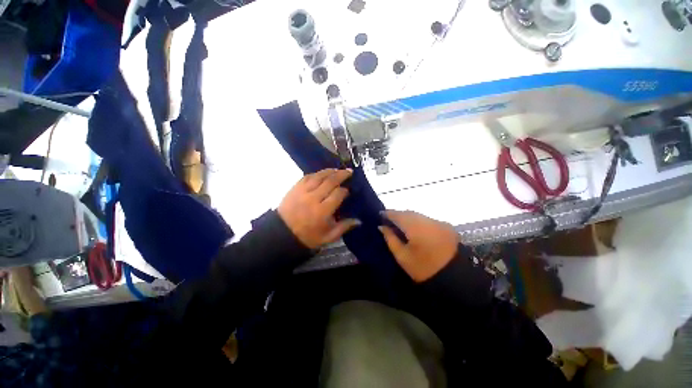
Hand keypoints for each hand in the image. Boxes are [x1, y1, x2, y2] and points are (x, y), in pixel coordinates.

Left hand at [278, 168, 360, 248]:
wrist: (282, 234)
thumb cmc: (308, 236)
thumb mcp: (328, 237)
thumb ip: (344, 227)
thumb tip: (359, 221)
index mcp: (322, 211)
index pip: (338, 194)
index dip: (345, 190)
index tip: (348, 191)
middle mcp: (313, 198)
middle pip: (330, 181)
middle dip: (341, 175)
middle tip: (349, 172)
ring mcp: (303, 191)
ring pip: (319, 176)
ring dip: (330, 171)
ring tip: (337, 169)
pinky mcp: (295, 188)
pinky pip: (307, 177)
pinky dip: (316, 173)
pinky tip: (322, 173)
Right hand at [379, 210, 459, 281]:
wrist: (457, 279)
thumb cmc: (424, 269)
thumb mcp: (402, 256)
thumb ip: (390, 239)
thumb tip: (382, 226)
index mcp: (416, 227)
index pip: (398, 214)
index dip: (388, 213)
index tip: (380, 214)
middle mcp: (428, 220)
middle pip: (409, 212)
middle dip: (398, 214)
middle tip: (389, 220)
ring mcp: (439, 222)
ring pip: (419, 215)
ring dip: (408, 217)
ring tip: (400, 224)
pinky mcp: (446, 226)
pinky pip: (427, 220)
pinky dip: (419, 221)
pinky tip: (415, 229)